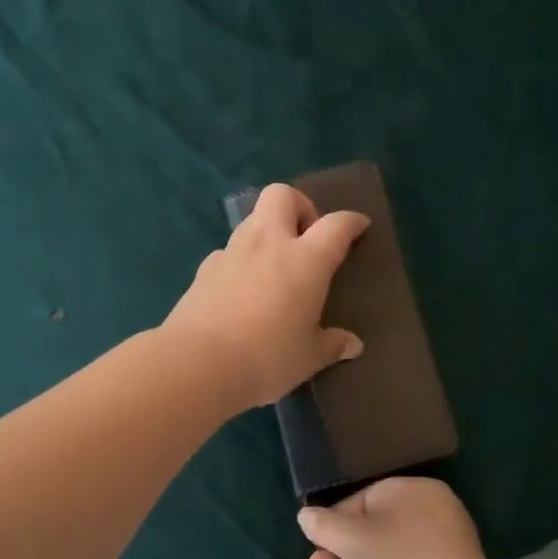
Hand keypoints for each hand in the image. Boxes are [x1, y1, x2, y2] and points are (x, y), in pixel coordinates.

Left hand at [163, 183, 369, 411]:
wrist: (198, 363)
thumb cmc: (267, 357)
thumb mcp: (308, 357)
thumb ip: (331, 345)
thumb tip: (352, 345)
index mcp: (305, 260)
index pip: (336, 225)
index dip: (351, 221)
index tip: (359, 226)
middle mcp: (268, 244)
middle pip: (282, 195)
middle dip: (299, 206)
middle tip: (306, 239)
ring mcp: (231, 253)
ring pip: (252, 220)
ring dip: (267, 232)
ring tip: (274, 267)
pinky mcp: (204, 270)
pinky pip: (228, 252)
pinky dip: (240, 261)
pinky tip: (242, 289)